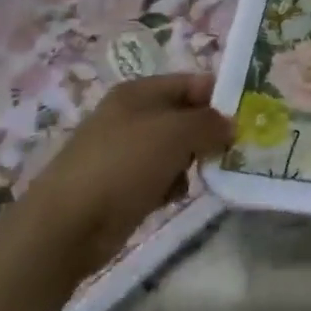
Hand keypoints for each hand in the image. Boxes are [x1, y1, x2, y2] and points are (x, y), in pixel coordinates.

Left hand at [19, 73, 232, 277]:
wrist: (64, 227)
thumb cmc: (122, 166)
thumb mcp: (175, 134)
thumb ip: (209, 123)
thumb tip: (230, 124)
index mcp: (139, 92)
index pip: (191, 83)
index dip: (219, 97)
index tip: (246, 118)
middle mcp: (130, 116)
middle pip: (183, 116)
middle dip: (207, 132)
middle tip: (232, 149)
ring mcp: (122, 152)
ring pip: (173, 149)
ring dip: (190, 161)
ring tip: (202, 175)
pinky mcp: (119, 186)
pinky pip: (158, 176)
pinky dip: (170, 185)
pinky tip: (173, 197)